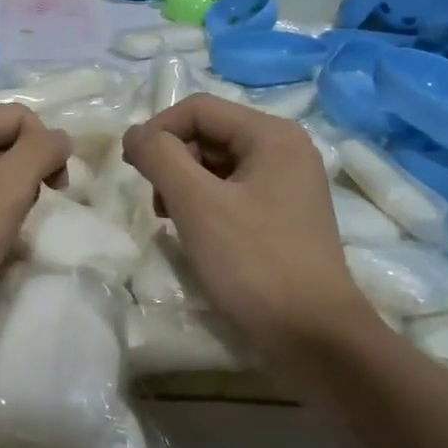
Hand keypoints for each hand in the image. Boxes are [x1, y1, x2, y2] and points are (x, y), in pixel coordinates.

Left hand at [0, 104, 69, 344]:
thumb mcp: (7, 189)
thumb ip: (40, 153)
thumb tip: (60, 137)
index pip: (20, 116)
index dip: (46, 148)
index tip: (55, 191)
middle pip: (2, 140)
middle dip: (26, 172)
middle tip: (27, 211)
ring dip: (8, 195)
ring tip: (5, 228)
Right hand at [122, 95, 376, 362]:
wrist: (314, 338)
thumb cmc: (254, 262)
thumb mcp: (196, 203)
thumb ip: (159, 156)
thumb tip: (133, 134)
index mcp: (272, 135)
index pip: (198, 108)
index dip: (158, 130)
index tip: (132, 168)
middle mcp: (284, 150)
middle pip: (208, 133)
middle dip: (172, 161)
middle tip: (157, 204)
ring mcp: (286, 185)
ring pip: (216, 164)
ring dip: (183, 185)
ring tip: (173, 221)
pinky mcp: (282, 217)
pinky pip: (231, 192)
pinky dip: (204, 205)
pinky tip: (196, 234)